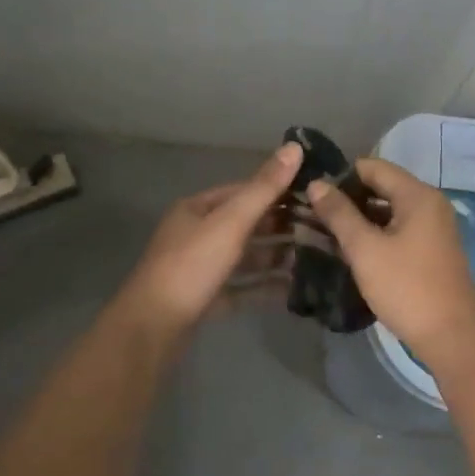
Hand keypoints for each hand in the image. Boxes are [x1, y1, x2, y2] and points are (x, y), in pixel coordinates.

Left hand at [122, 143, 301, 332]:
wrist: (152, 329)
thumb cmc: (192, 266)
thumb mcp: (231, 222)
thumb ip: (264, 188)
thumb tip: (294, 146)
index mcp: (198, 209)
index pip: (245, 190)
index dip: (279, 189)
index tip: (315, 193)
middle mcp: (198, 234)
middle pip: (247, 224)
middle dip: (282, 226)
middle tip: (323, 228)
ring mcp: (201, 268)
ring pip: (246, 256)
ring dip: (276, 256)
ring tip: (316, 257)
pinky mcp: (206, 299)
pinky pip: (242, 287)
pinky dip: (264, 286)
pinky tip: (294, 288)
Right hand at [306, 158, 474, 363]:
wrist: (453, 338)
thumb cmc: (407, 287)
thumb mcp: (365, 249)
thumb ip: (339, 214)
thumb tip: (316, 184)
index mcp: (417, 195)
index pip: (372, 166)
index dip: (341, 175)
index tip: (312, 190)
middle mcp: (429, 203)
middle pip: (382, 186)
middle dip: (348, 198)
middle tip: (313, 212)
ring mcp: (434, 227)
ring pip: (389, 210)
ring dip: (360, 218)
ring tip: (324, 230)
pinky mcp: (432, 250)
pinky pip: (399, 229)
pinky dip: (376, 233)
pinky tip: (351, 250)